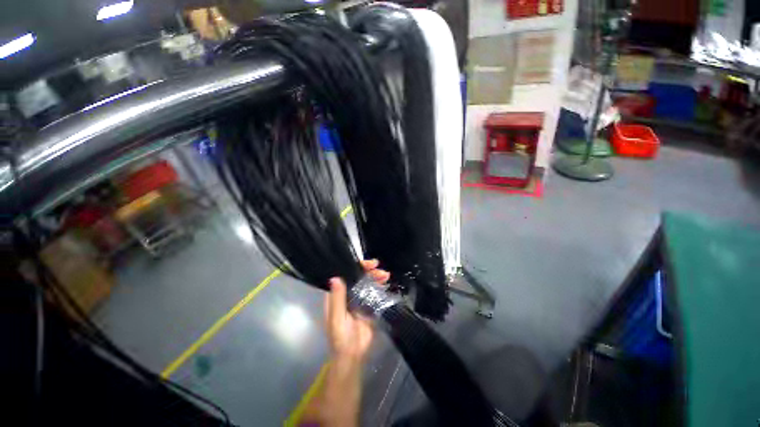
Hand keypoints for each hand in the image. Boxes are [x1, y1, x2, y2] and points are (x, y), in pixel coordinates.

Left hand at [325, 259, 389, 361]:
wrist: (353, 355)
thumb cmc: (340, 338)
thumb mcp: (336, 318)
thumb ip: (337, 299)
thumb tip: (335, 277)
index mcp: (337, 295)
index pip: (345, 275)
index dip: (355, 267)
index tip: (367, 264)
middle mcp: (347, 294)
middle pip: (358, 276)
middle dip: (368, 271)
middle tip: (379, 269)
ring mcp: (359, 299)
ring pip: (367, 282)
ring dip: (376, 277)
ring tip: (386, 275)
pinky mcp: (368, 305)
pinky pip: (374, 292)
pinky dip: (380, 286)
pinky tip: (386, 282)